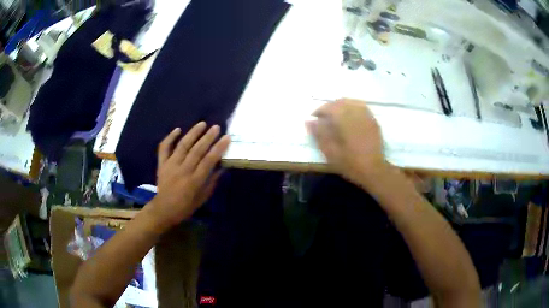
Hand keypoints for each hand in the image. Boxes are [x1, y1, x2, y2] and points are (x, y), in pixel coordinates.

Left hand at [148, 122, 230, 226]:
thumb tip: (222, 168)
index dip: (218, 148)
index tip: (226, 138)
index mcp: (194, 181)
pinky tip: (177, 129)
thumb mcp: (202, 198)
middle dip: (208, 137)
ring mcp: (171, 165)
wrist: (163, 210)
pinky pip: (164, 148)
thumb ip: (212, 183)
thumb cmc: (185, 207)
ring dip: (192, 133)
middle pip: (197, 150)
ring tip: (202, 123)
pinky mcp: (162, 164)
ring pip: (182, 146)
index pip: (209, 161)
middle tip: (216, 127)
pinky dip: (170, 138)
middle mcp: (183, 170)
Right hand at [306, 98, 387, 184]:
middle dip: (330, 107)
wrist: (373, 170)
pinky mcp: (373, 122)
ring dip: (342, 106)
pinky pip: (362, 107)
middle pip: (341, 102)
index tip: (313, 118)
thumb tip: (309, 121)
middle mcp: (356, 113)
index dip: (319, 110)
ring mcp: (366, 116)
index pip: (329, 107)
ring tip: (336, 115)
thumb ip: (319, 134)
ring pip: (352, 102)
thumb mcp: (330, 151)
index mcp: (344, 119)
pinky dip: (353, 108)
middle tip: (323, 117)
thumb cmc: (350, 163)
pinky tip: (350, 117)